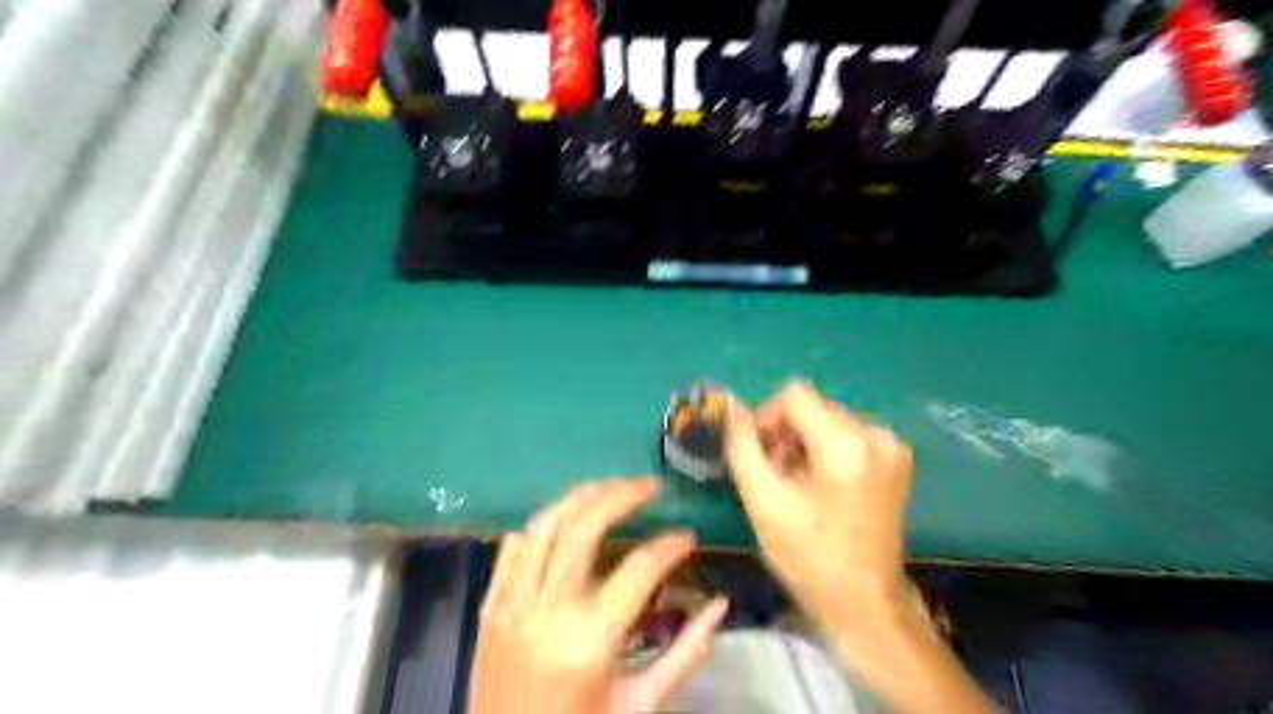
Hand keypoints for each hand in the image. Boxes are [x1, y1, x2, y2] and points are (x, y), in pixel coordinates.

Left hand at [466, 477, 724, 713]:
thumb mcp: (640, 706)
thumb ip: (685, 654)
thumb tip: (720, 607)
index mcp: (590, 644)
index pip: (638, 570)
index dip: (668, 545)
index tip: (687, 535)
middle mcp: (546, 614)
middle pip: (584, 527)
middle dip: (621, 495)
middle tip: (650, 485)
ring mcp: (511, 607)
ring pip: (544, 525)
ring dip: (581, 496)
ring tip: (612, 487)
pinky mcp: (489, 608)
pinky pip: (512, 547)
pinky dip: (541, 524)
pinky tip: (565, 517)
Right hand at [720, 386, 909, 629]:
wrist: (864, 603)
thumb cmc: (808, 555)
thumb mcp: (762, 500)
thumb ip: (741, 445)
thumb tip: (731, 407)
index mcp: (846, 443)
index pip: (794, 395)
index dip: (764, 416)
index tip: (753, 450)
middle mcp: (875, 433)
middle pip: (813, 407)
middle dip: (783, 432)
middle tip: (769, 472)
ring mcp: (891, 446)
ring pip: (828, 420)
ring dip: (802, 442)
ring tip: (792, 481)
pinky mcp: (896, 460)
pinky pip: (847, 435)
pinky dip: (824, 450)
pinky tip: (816, 484)